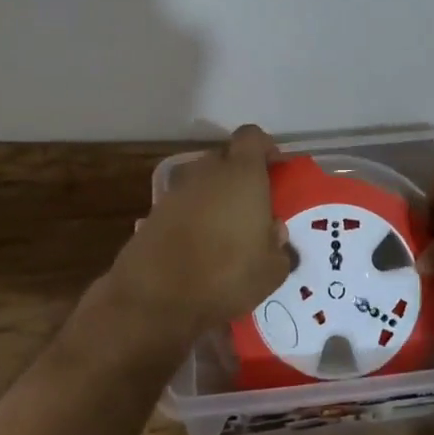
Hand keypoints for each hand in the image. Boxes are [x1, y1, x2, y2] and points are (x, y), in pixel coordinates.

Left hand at [110, 124, 293, 343]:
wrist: (155, 297)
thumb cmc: (226, 274)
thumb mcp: (271, 270)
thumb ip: (279, 246)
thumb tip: (274, 232)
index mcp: (242, 173)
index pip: (252, 136)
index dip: (265, 148)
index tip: (275, 170)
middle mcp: (208, 172)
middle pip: (226, 158)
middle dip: (240, 175)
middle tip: (254, 205)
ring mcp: (176, 191)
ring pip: (203, 182)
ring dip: (216, 198)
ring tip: (227, 231)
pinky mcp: (154, 213)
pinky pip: (183, 206)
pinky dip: (193, 218)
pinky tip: (201, 248)